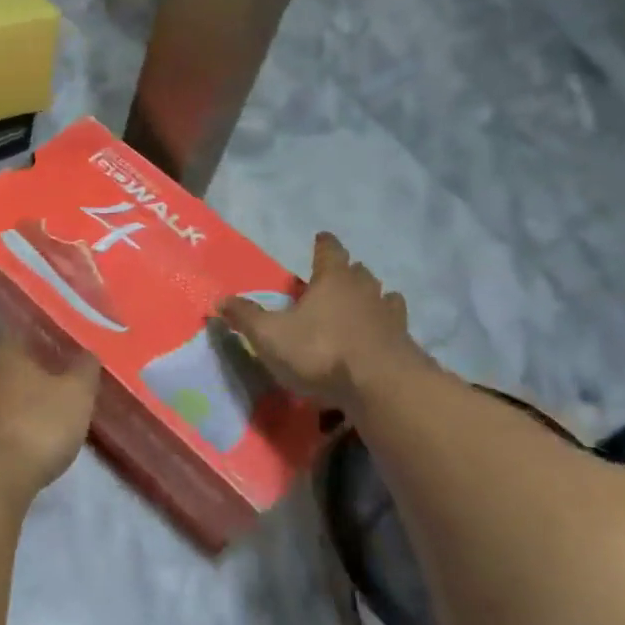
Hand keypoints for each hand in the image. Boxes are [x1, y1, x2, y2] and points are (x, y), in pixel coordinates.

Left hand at [0, 335, 100, 505]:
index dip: (42, 346)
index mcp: (2, 353)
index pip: (21, 336)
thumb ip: (84, 370)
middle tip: (52, 394)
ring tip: (34, 425)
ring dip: (9, 407)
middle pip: (3, 367)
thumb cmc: (35, 428)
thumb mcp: (76, 396)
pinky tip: (12, 449)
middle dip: (25, 378)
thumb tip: (86, 353)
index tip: (60, 360)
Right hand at [220, 232, 428, 411]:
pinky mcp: (405, 344)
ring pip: (383, 297)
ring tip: (362, 305)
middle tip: (336, 278)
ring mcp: (390, 316)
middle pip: (358, 272)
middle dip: (348, 272)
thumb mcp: (270, 336)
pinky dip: (386, 328)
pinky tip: (380, 337)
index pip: (330, 251)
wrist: (382, 386)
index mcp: (332, 280)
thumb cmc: (321, 351)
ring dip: (372, 298)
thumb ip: (246, 317)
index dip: (324, 244)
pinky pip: (395, 327)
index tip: (322, 238)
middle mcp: (364, 290)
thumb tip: (220, 300)